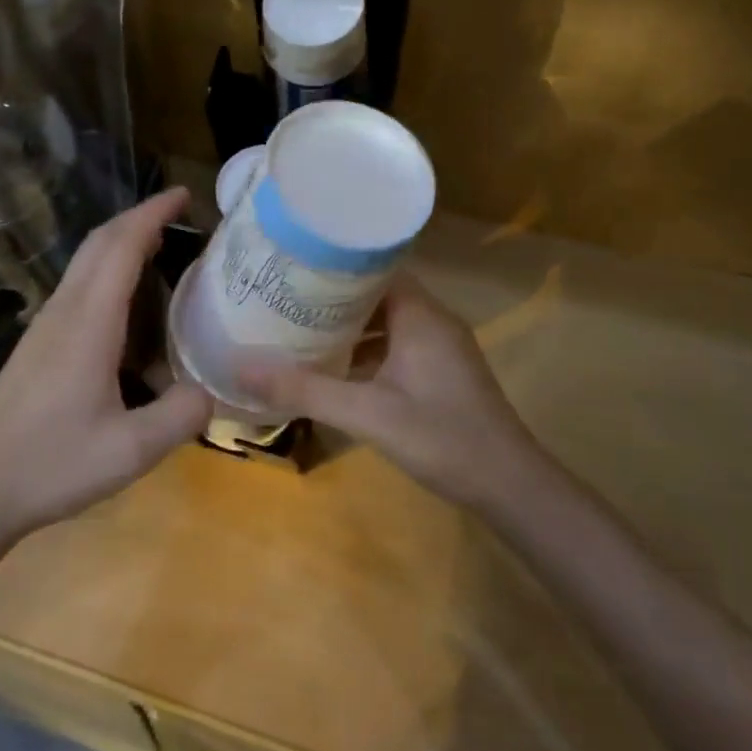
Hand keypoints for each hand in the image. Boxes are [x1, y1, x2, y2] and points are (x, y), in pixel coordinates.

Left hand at [0, 188, 212, 545]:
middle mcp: (64, 312)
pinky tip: (126, 301)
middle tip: (179, 212)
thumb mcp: (132, 451)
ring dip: (120, 242)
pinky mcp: (37, 344)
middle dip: (138, 217)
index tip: (184, 194)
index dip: (152, 214)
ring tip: (160, 247)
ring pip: (84, 263)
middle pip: (98, 243)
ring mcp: (45, 326)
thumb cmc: (54, 466)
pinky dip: (106, 270)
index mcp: (88, 324)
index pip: (121, 248)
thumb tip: (211, 390)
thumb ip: (182, 415)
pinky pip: (77, 286)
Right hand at [241, 274, 544, 512]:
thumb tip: (242, 368)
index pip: (373, 268)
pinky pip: (397, 345)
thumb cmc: (441, 437)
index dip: (333, 266)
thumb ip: (305, 390)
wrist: (509, 485)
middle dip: (333, 297)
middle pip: (376, 293)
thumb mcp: (367, 413)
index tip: (292, 267)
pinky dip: (366, 350)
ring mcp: (440, 347)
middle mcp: (432, 320)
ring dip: (348, 326)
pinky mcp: (441, 371)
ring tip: (300, 328)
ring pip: (386, 321)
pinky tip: (335, 369)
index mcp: (419, 314)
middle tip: (285, 298)